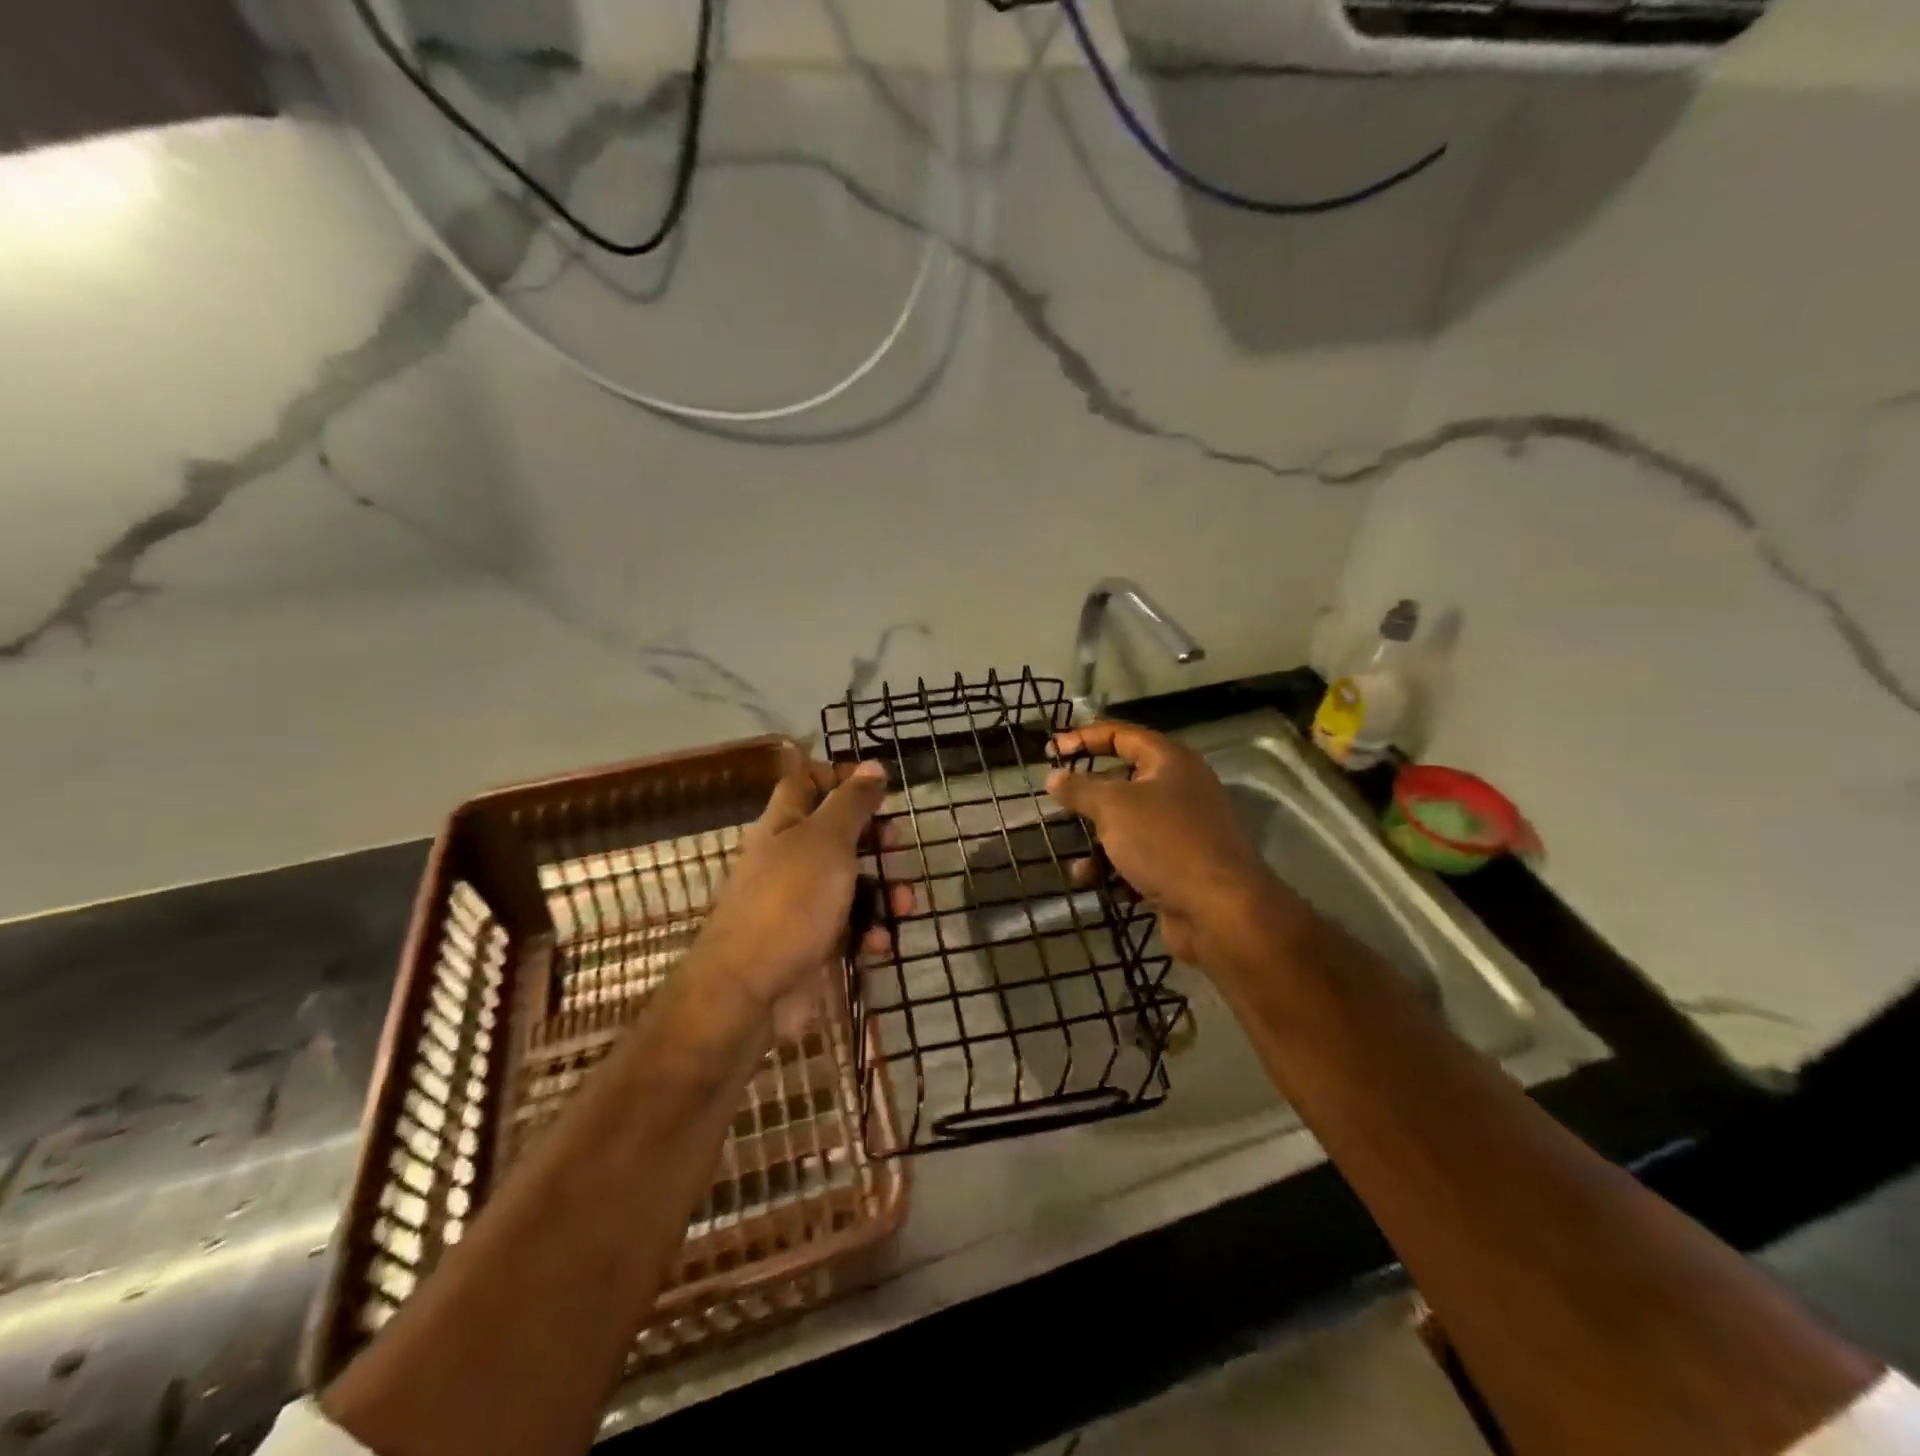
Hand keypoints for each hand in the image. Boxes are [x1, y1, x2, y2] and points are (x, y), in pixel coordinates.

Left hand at [695, 747, 908, 1040]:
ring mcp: (801, 903)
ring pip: (851, 883)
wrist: (749, 991)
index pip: (807, 782)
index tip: (877, 785)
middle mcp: (790, 858)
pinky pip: (850, 927)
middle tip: (897, 844)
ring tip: (905, 904)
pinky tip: (879, 943)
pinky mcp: (813, 943)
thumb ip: (852, 803)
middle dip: (874, 838)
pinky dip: (869, 931)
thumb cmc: (789, 901)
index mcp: (785, 824)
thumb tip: (871, 766)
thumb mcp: (827, 841)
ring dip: (884, 890)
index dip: (840, 776)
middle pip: (837, 833)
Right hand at [1046, 722, 1277, 969]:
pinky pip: (1138, 858)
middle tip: (1058, 804)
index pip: (1121, 735)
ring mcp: (1182, 830)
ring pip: (1127, 826)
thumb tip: (1054, 776)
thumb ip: (1079, 789)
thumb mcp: (1113, 808)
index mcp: (1170, 762)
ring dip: (1097, 845)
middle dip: (1088, 798)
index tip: (1051, 751)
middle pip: (1123, 782)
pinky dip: (1115, 869)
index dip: (1084, 737)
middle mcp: (1180, 789)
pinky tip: (1097, 885)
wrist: (1220, 910)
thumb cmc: (1164, 842)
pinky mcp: (1180, 866)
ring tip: (1079, 866)